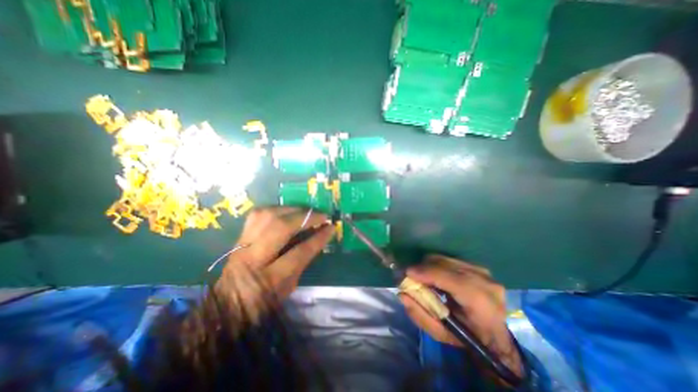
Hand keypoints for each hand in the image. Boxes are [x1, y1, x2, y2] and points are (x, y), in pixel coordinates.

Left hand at [219, 208, 336, 299]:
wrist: (225, 306)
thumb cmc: (262, 303)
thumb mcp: (288, 288)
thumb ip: (303, 261)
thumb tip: (318, 237)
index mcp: (269, 279)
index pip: (299, 252)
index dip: (318, 238)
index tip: (331, 227)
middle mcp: (253, 258)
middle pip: (280, 227)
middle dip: (305, 217)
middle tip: (321, 215)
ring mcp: (243, 244)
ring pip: (268, 215)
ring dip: (292, 209)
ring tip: (306, 212)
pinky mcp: (239, 236)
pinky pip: (259, 213)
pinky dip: (277, 209)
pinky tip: (287, 211)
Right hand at [401, 256, 519, 378]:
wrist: (496, 335)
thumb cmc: (468, 338)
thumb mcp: (442, 334)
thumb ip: (420, 315)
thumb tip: (402, 294)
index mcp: (480, 303)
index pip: (449, 278)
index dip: (426, 273)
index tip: (407, 273)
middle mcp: (485, 282)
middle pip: (445, 264)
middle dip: (424, 268)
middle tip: (412, 277)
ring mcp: (483, 272)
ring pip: (446, 259)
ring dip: (430, 266)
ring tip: (424, 278)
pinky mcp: (478, 267)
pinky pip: (450, 259)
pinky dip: (438, 265)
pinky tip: (436, 276)